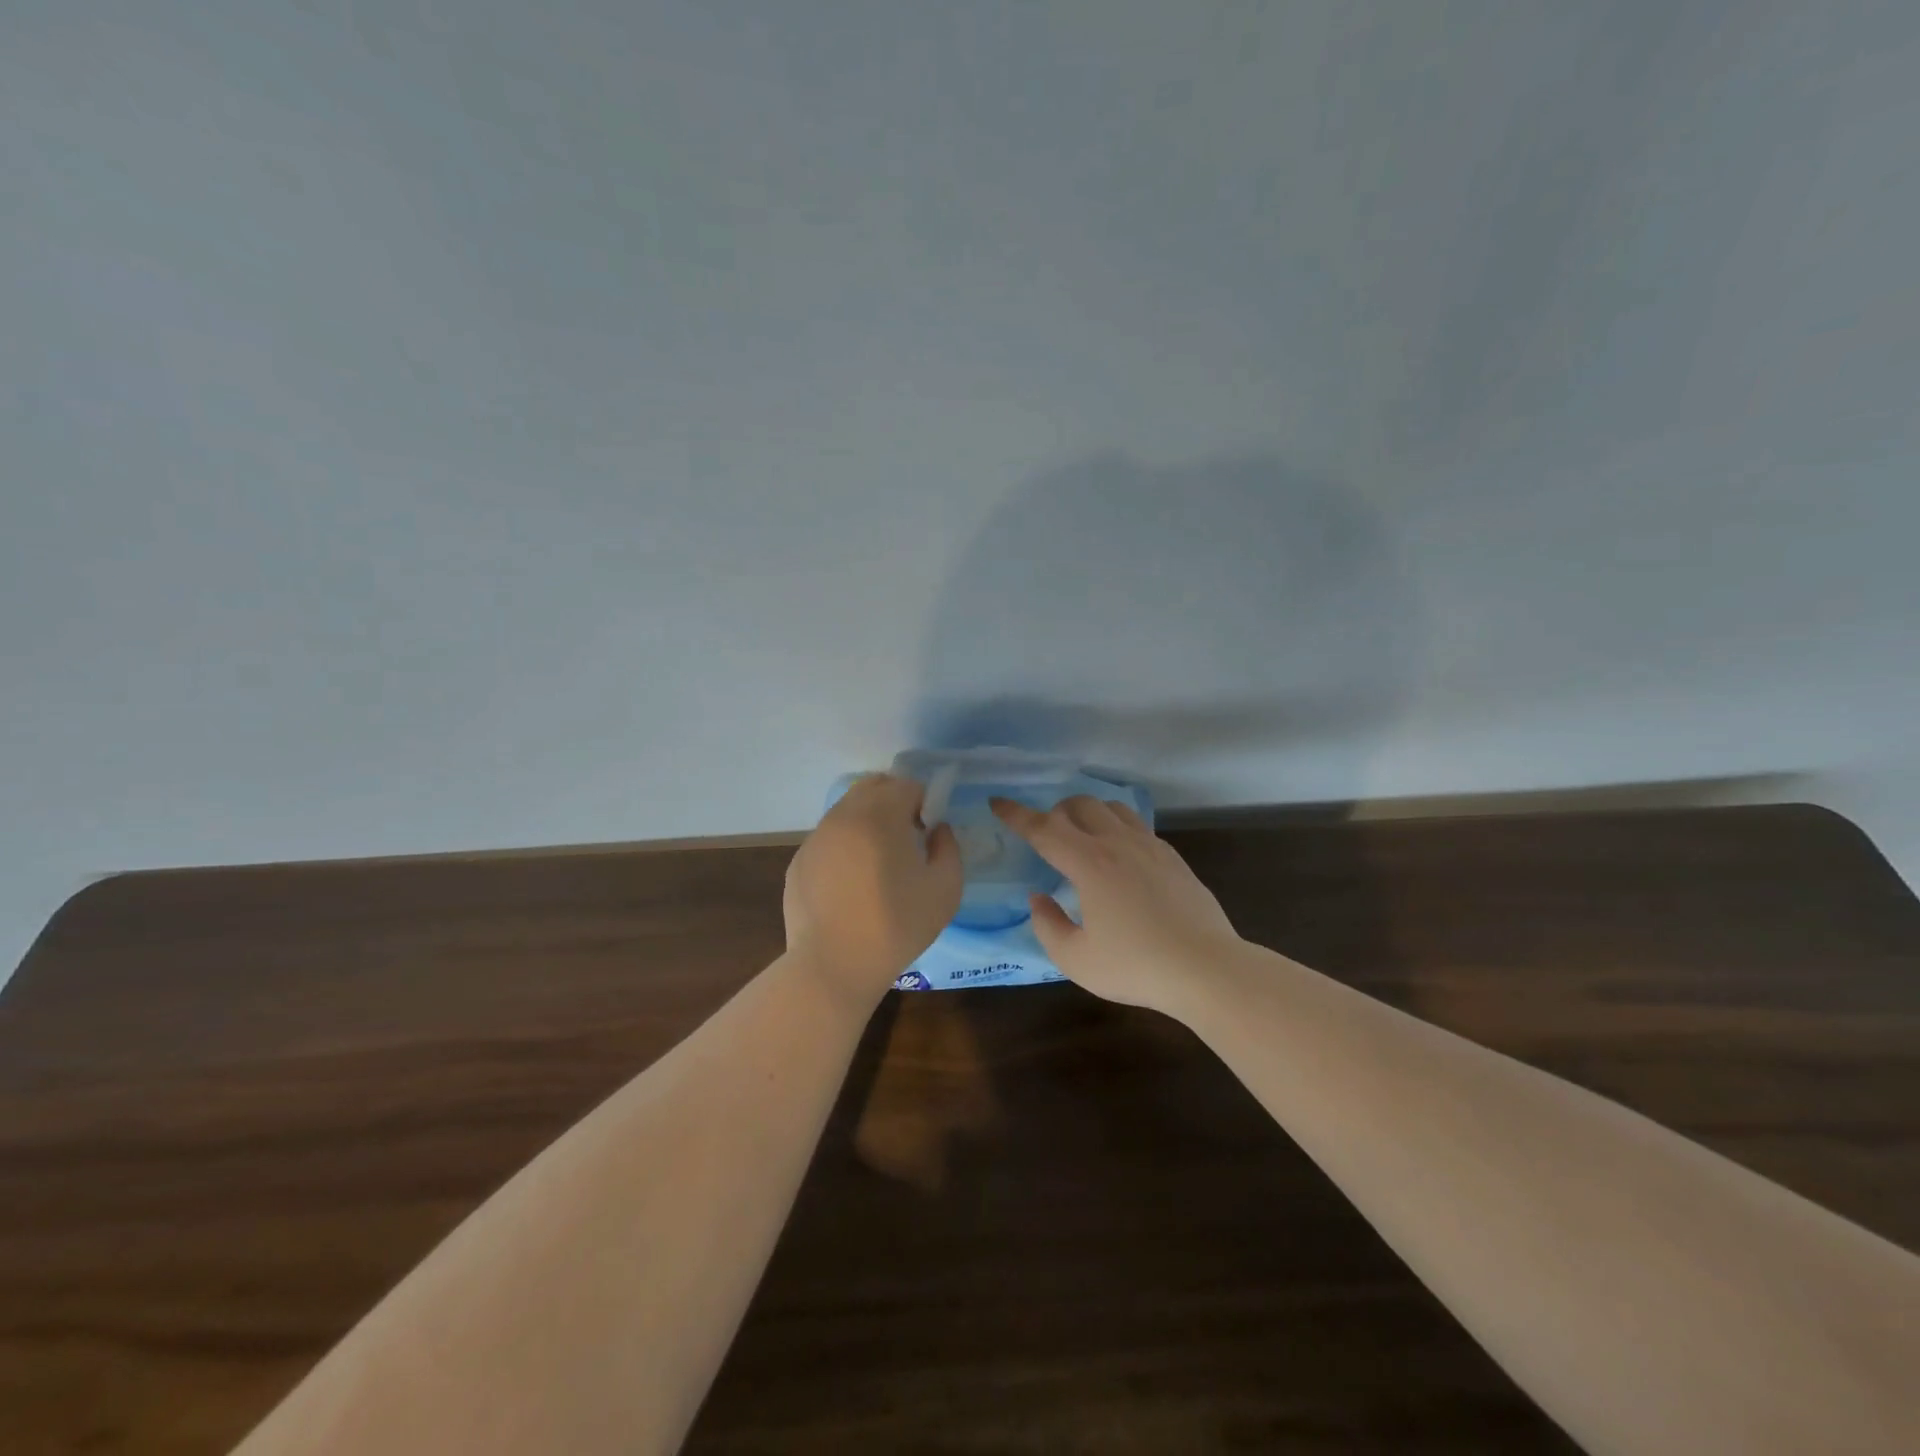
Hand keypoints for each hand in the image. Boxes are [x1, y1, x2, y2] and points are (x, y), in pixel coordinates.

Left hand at [784, 774, 962, 1005]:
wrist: (833, 965)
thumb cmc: (896, 926)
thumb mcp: (946, 889)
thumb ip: (948, 848)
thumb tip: (937, 830)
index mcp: (880, 815)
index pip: (906, 785)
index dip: (923, 804)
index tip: (927, 834)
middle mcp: (843, 816)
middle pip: (872, 788)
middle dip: (894, 803)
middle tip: (905, 840)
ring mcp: (815, 837)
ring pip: (847, 811)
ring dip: (867, 823)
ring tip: (878, 865)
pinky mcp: (799, 861)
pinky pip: (828, 839)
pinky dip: (844, 847)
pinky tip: (851, 885)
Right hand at [990, 795, 1240, 1015]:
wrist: (1206, 968)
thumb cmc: (1136, 966)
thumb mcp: (1076, 959)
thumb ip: (1047, 925)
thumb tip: (1039, 898)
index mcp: (1089, 863)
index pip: (1043, 828)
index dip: (1016, 814)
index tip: (997, 802)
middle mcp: (1117, 843)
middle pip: (1079, 805)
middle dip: (1055, 812)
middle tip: (1048, 838)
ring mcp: (1150, 846)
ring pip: (1112, 807)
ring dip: (1089, 814)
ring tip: (1083, 840)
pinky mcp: (1172, 857)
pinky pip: (1137, 825)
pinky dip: (1117, 828)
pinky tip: (1119, 857)